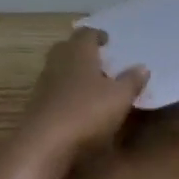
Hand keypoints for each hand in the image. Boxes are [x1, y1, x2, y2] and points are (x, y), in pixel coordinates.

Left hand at [16, 28, 149, 164]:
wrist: (43, 144)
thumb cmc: (86, 112)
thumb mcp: (119, 98)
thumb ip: (131, 81)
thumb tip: (142, 67)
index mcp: (78, 52)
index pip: (86, 33)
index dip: (97, 35)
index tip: (107, 40)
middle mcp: (58, 62)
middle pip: (68, 48)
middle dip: (82, 51)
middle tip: (99, 60)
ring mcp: (44, 83)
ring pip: (59, 69)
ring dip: (74, 72)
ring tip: (93, 84)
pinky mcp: (36, 105)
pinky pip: (54, 90)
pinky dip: (66, 92)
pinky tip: (79, 106)